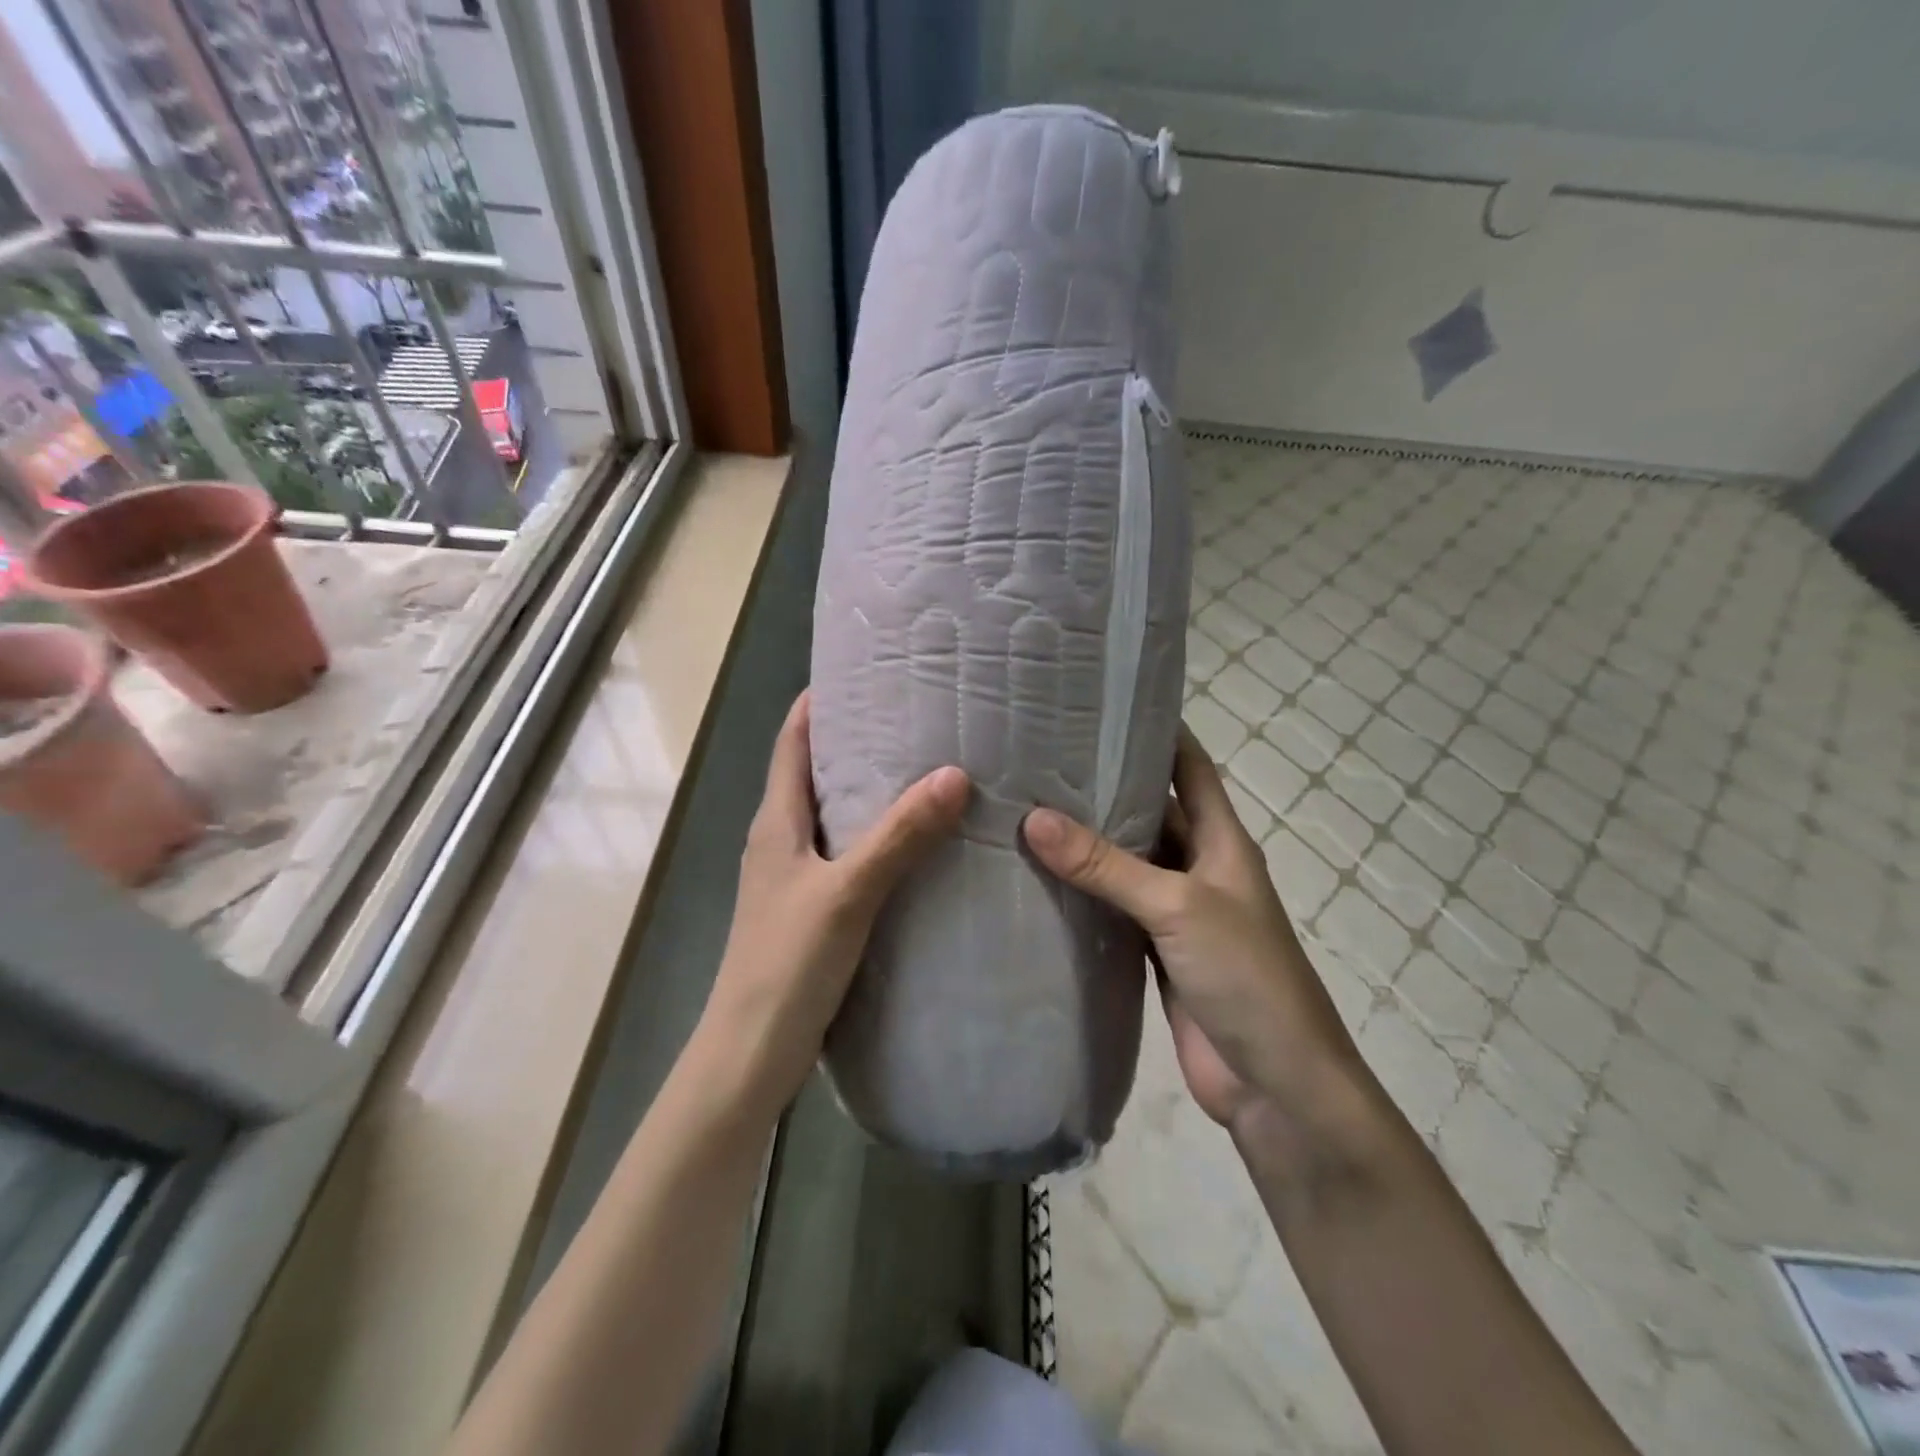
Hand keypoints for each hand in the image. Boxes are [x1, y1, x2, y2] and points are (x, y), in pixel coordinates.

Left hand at [702, 692, 969, 1113]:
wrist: (751, 1055)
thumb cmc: (786, 965)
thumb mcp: (846, 893)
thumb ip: (898, 836)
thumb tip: (954, 774)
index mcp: (776, 821)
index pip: (792, 741)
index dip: (819, 703)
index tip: (865, 672)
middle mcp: (781, 840)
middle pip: (816, 773)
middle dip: (858, 741)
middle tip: (918, 717)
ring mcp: (796, 877)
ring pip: (836, 816)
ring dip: (872, 791)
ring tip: (929, 768)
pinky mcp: (815, 910)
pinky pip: (850, 855)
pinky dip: (880, 837)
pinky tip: (920, 844)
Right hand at [1023, 727, 1373, 1158]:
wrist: (1276, 1085)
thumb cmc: (1245, 976)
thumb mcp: (1177, 908)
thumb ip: (1107, 865)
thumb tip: (1034, 818)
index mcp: (1222, 841)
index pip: (1190, 766)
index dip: (1157, 731)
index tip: (1103, 705)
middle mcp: (1200, 867)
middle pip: (1152, 812)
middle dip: (1105, 786)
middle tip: (1040, 758)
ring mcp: (1177, 911)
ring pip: (1128, 862)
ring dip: (1090, 842)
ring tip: (1028, 808)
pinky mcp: (1156, 951)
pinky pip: (1115, 909)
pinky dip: (1086, 894)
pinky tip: (1041, 879)